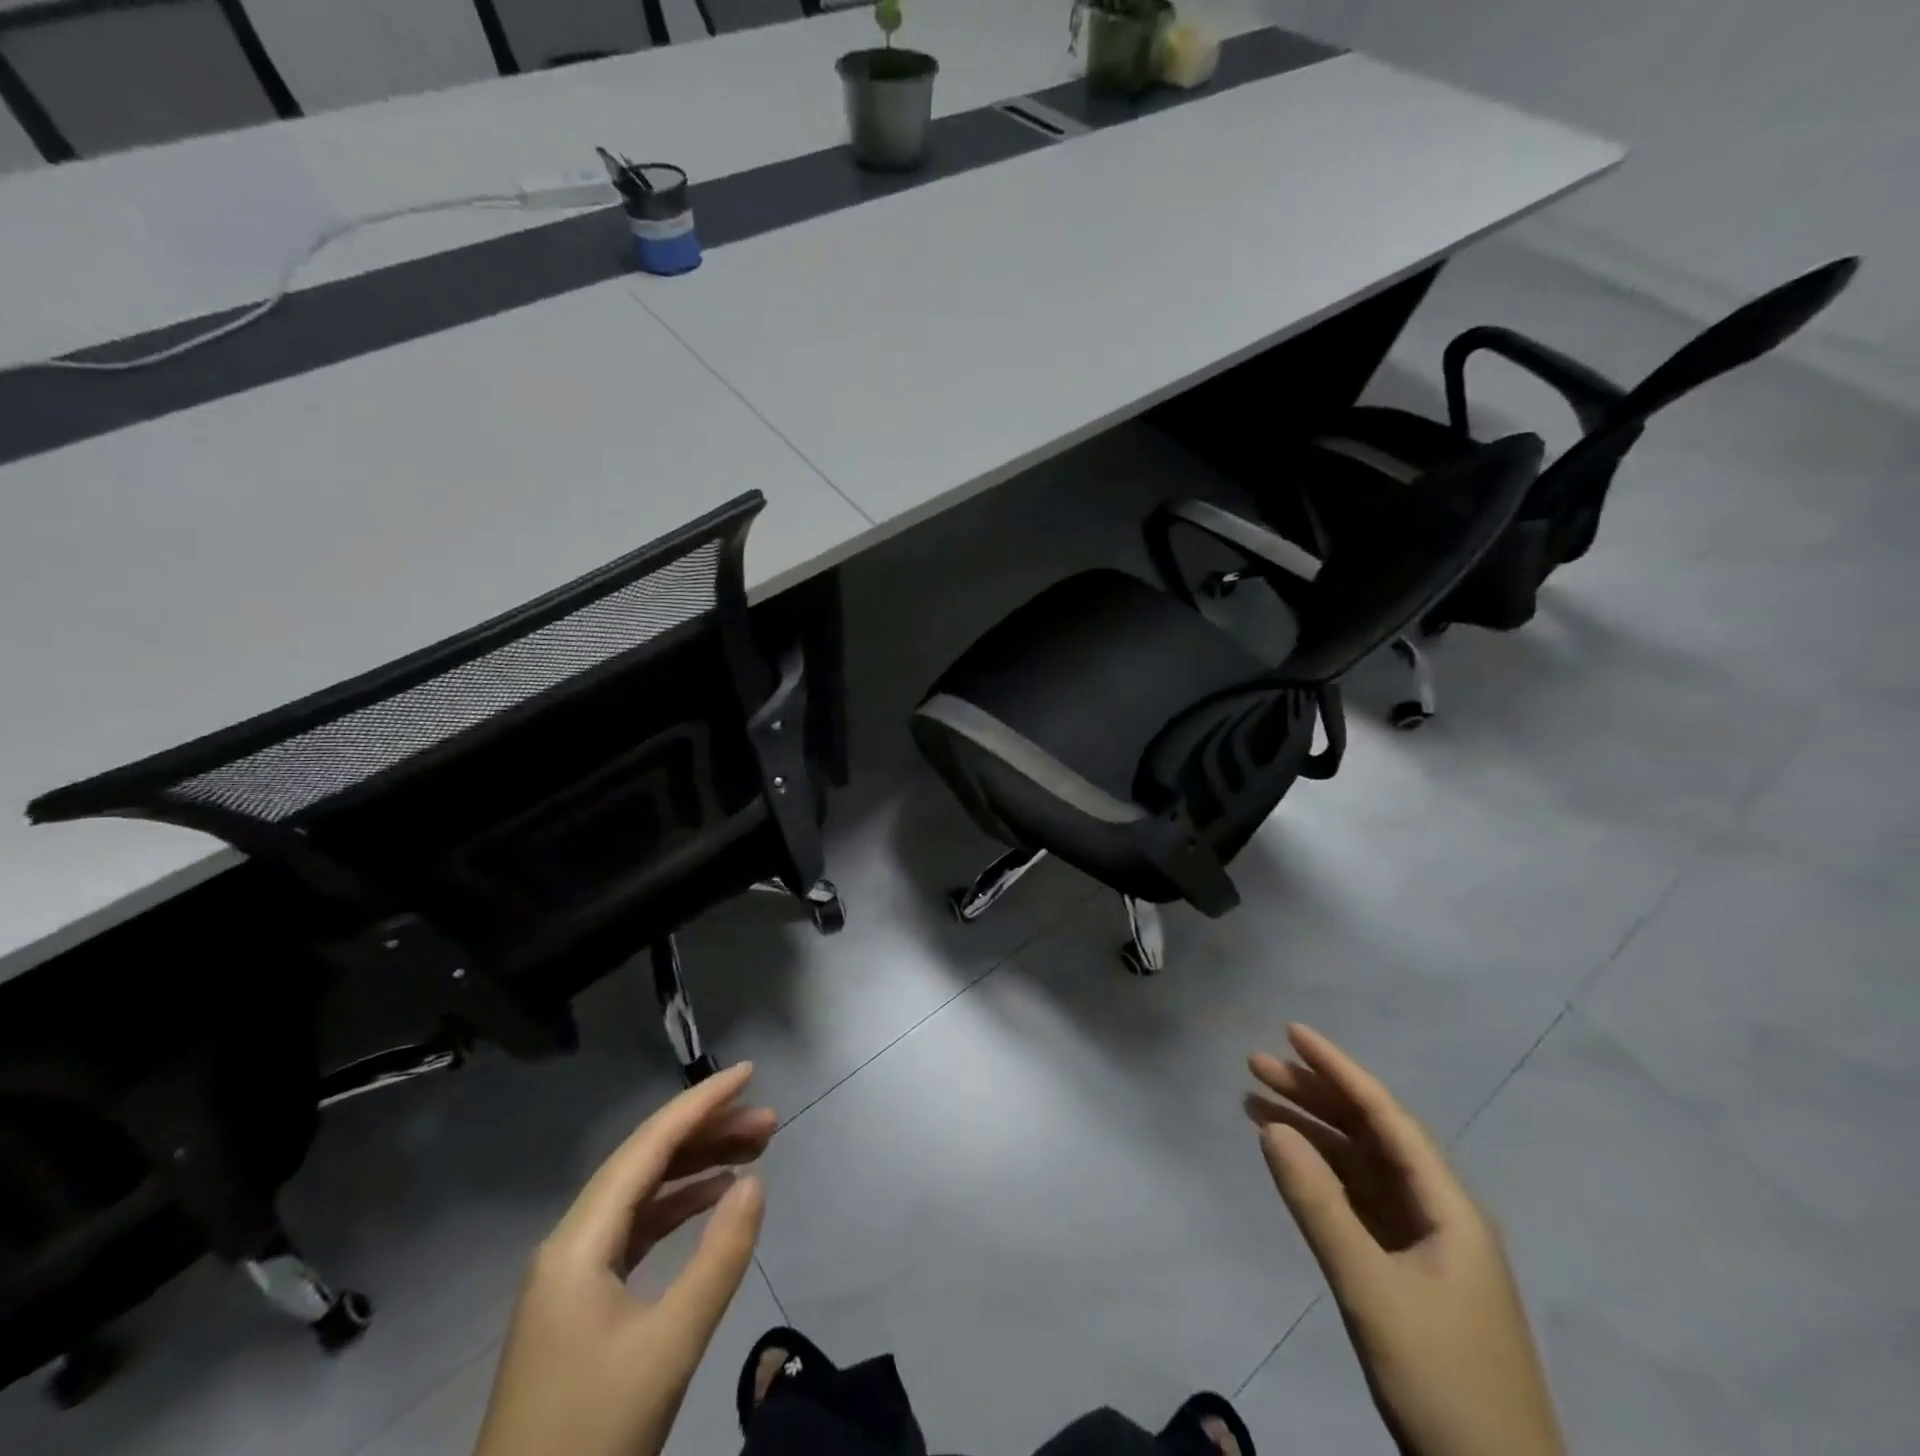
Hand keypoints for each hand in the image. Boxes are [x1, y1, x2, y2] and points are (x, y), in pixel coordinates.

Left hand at [473, 1063, 774, 1455]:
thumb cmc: (592, 1435)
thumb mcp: (668, 1347)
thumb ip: (718, 1259)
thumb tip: (754, 1182)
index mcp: (579, 1242)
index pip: (648, 1147)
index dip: (701, 1103)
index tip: (750, 1073)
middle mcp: (571, 1242)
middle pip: (645, 1163)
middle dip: (708, 1132)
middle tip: (770, 1122)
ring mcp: (573, 1273)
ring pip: (642, 1194)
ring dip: (697, 1166)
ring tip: (755, 1150)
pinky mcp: (582, 1302)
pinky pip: (636, 1229)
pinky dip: (678, 1205)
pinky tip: (713, 1198)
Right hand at [1246, 1026, 1563, 1455]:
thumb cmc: (1441, 1380)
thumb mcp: (1370, 1288)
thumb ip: (1318, 1204)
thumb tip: (1271, 1126)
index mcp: (1449, 1206)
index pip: (1385, 1115)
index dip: (1338, 1069)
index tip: (1291, 1032)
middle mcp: (1440, 1212)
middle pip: (1371, 1134)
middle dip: (1314, 1094)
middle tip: (1255, 1065)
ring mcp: (1426, 1245)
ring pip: (1362, 1167)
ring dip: (1312, 1132)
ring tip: (1255, 1102)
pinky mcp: (1410, 1274)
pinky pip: (1360, 1202)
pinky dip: (1323, 1175)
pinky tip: (1291, 1162)